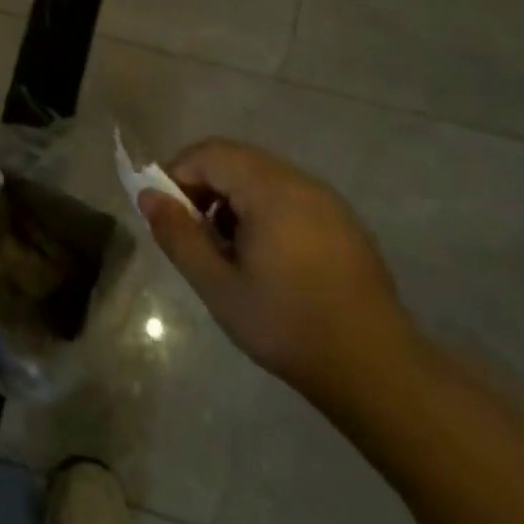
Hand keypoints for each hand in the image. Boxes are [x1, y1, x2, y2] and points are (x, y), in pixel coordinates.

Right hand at [139, 139, 413, 401]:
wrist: (375, 369)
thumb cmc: (287, 326)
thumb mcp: (218, 286)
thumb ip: (178, 235)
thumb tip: (148, 196)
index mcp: (272, 191)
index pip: (210, 153)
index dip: (177, 174)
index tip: (167, 216)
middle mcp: (302, 183)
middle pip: (236, 160)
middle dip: (203, 187)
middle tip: (191, 234)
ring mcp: (328, 201)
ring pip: (262, 177)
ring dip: (230, 199)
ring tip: (224, 250)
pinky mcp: (342, 222)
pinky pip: (288, 196)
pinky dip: (260, 210)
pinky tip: (262, 257)